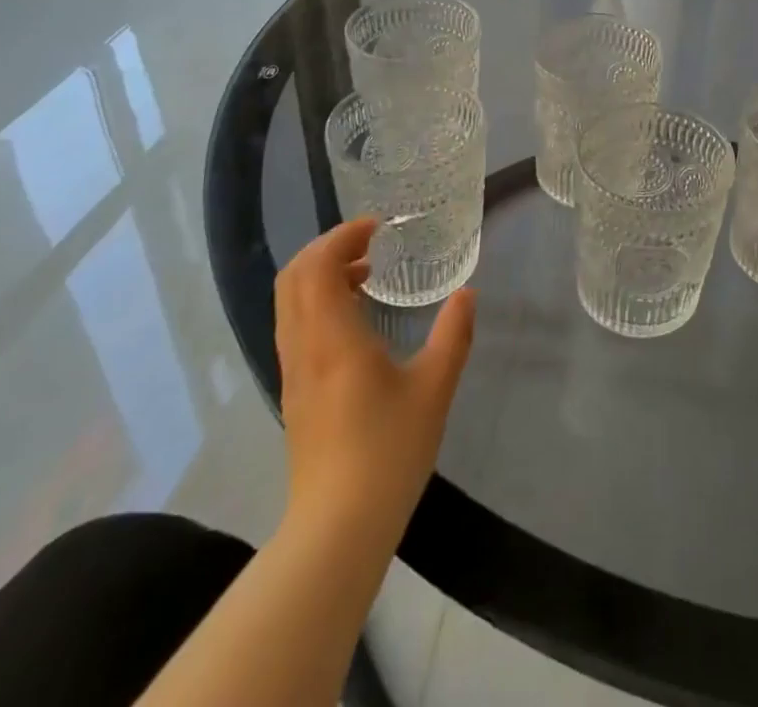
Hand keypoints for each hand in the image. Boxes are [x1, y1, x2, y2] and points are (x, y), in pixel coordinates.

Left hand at [273, 217, 475, 539]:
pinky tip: (355, 319)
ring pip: (289, 303)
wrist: (337, 529)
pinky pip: (295, 326)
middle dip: (326, 249)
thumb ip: (454, 335)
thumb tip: (468, 295)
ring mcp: (293, 372)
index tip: (376, 228)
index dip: (341, 236)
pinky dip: (318, 302)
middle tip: (368, 244)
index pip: (315, 266)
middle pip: (292, 277)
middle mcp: (303, 348)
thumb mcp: (434, 388)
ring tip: (365, 275)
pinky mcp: (294, 393)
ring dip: (321, 275)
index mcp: (332, 338)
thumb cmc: (388, 451)